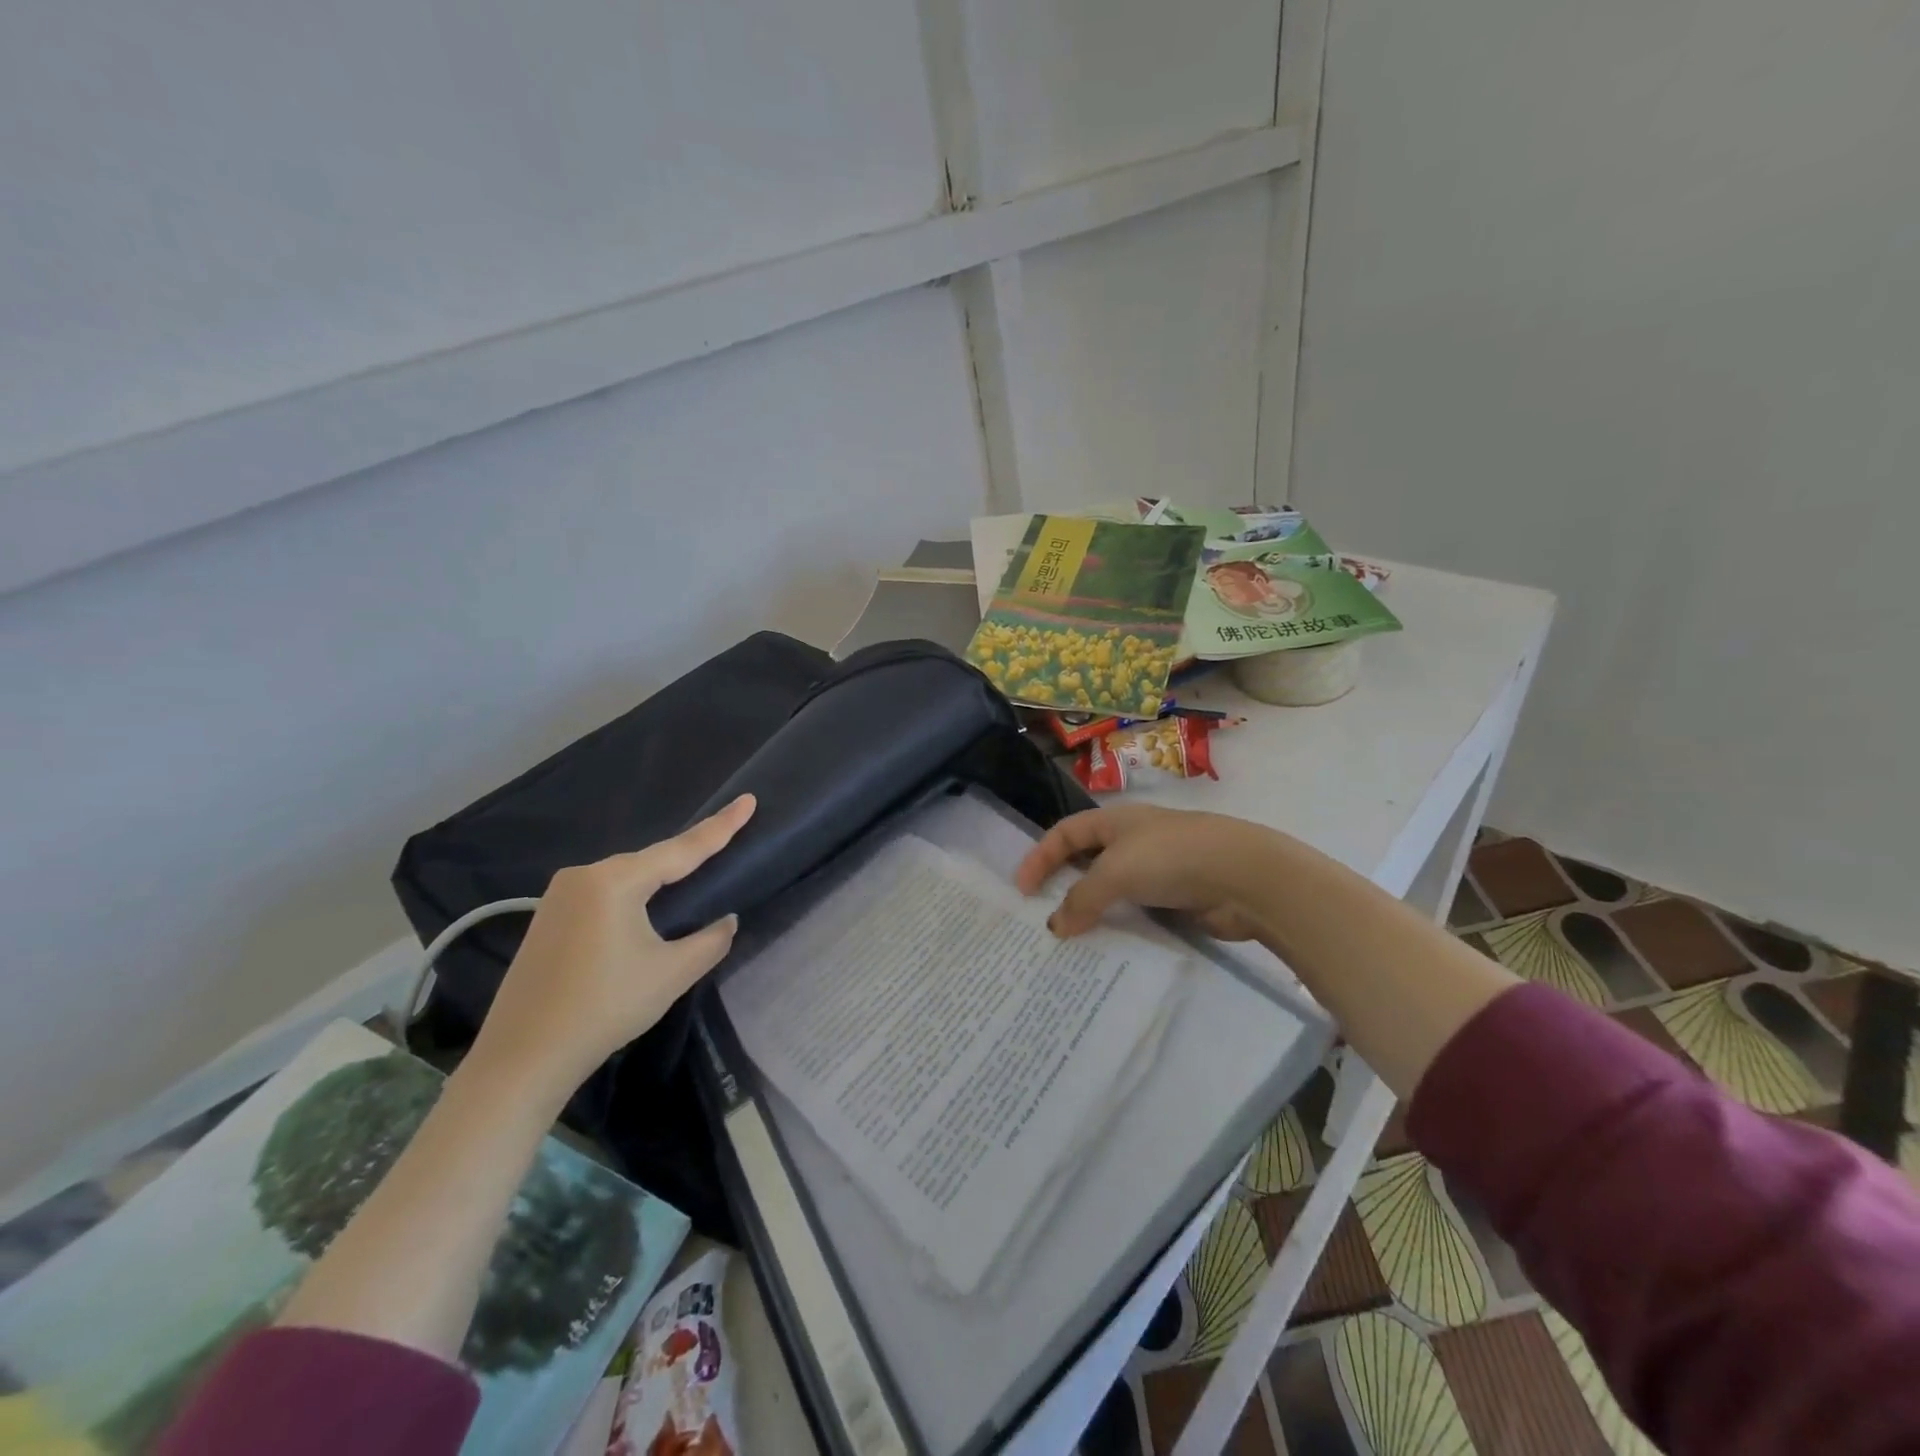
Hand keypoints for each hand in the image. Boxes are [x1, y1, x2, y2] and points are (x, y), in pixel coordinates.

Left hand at [470, 794, 755, 1107]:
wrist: (521, 1059)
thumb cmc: (604, 1007)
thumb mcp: (671, 974)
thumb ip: (711, 940)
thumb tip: (727, 920)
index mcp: (615, 881)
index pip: (682, 849)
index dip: (720, 826)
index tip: (748, 800)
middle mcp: (583, 876)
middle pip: (650, 862)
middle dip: (687, 859)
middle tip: (725, 842)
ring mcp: (558, 896)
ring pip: (625, 879)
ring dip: (658, 882)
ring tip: (691, 881)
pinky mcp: (547, 919)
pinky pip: (602, 895)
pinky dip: (631, 897)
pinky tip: (644, 914)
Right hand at [1015, 804, 1278, 941]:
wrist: (1244, 877)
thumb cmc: (1171, 858)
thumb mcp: (1116, 872)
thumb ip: (1081, 898)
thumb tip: (1056, 926)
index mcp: (1115, 821)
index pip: (1065, 833)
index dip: (1039, 857)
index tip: (1022, 891)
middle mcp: (1133, 841)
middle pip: (1086, 861)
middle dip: (1063, 886)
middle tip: (1041, 918)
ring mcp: (1157, 870)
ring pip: (1112, 891)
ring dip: (1091, 912)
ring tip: (1070, 941)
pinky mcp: (1175, 899)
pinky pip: (1136, 913)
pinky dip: (1119, 927)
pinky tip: (1108, 947)